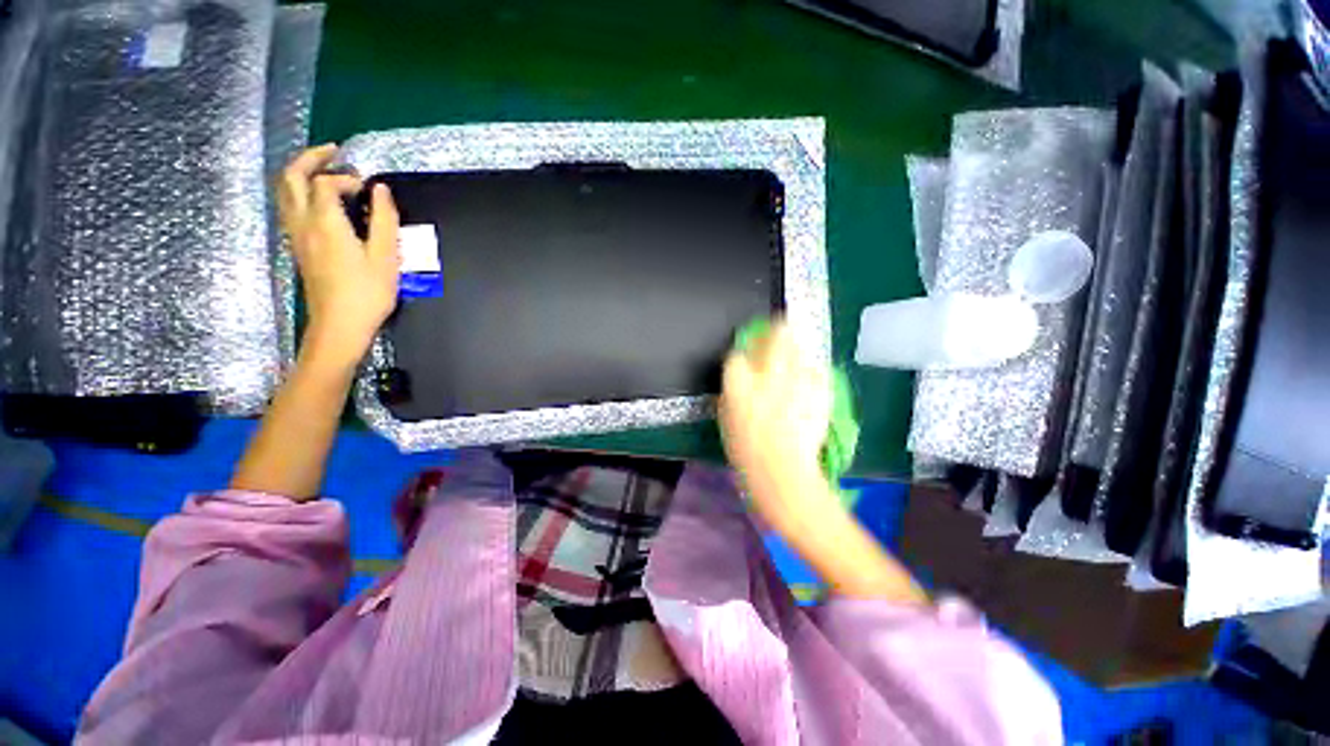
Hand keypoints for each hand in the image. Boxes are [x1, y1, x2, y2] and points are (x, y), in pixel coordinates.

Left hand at [278, 143, 399, 369]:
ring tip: (324, 168)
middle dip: (310, 158)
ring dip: (300, 172)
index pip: (327, 182)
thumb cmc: (368, 292)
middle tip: (334, 151)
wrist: (340, 324)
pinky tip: (318, 198)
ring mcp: (296, 234)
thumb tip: (381, 190)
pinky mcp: (297, 246)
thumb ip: (384, 220)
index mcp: (325, 222)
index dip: (348, 178)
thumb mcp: (386, 256)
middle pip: (292, 177)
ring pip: (284, 190)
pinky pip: (288, 206)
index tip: (370, 189)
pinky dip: (299, 190)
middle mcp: (302, 222)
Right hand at [719, 318, 834, 531]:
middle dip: (777, 330)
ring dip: (795, 351)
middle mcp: (769, 376)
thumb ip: (732, 392)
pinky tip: (807, 386)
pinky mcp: (819, 393)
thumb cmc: (746, 452)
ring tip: (793, 362)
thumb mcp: (726, 420)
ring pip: (800, 350)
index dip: (742, 352)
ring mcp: (798, 383)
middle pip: (777, 335)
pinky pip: (816, 373)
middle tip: (778, 332)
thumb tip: (740, 376)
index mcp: (739, 385)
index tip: (745, 355)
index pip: (737, 355)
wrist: (783, 474)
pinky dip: (811, 374)